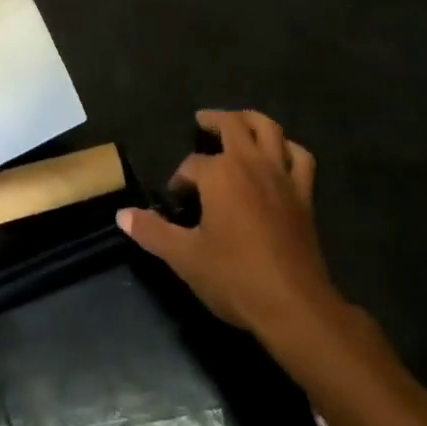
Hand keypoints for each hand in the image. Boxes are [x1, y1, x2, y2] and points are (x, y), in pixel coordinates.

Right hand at [118, 109, 344, 341]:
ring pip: (269, 129)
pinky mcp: (304, 194)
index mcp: (220, 174)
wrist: (294, 306)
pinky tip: (280, 153)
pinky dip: (288, 148)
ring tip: (238, 123)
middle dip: (214, 120)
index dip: (180, 178)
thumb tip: (122, 214)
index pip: (192, 164)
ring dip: (251, 120)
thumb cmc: (235, 277)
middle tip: (201, 121)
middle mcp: (251, 163)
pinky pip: (300, 157)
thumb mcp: (184, 257)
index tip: (176, 199)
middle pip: (233, 126)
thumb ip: (152, 231)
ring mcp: (282, 176)